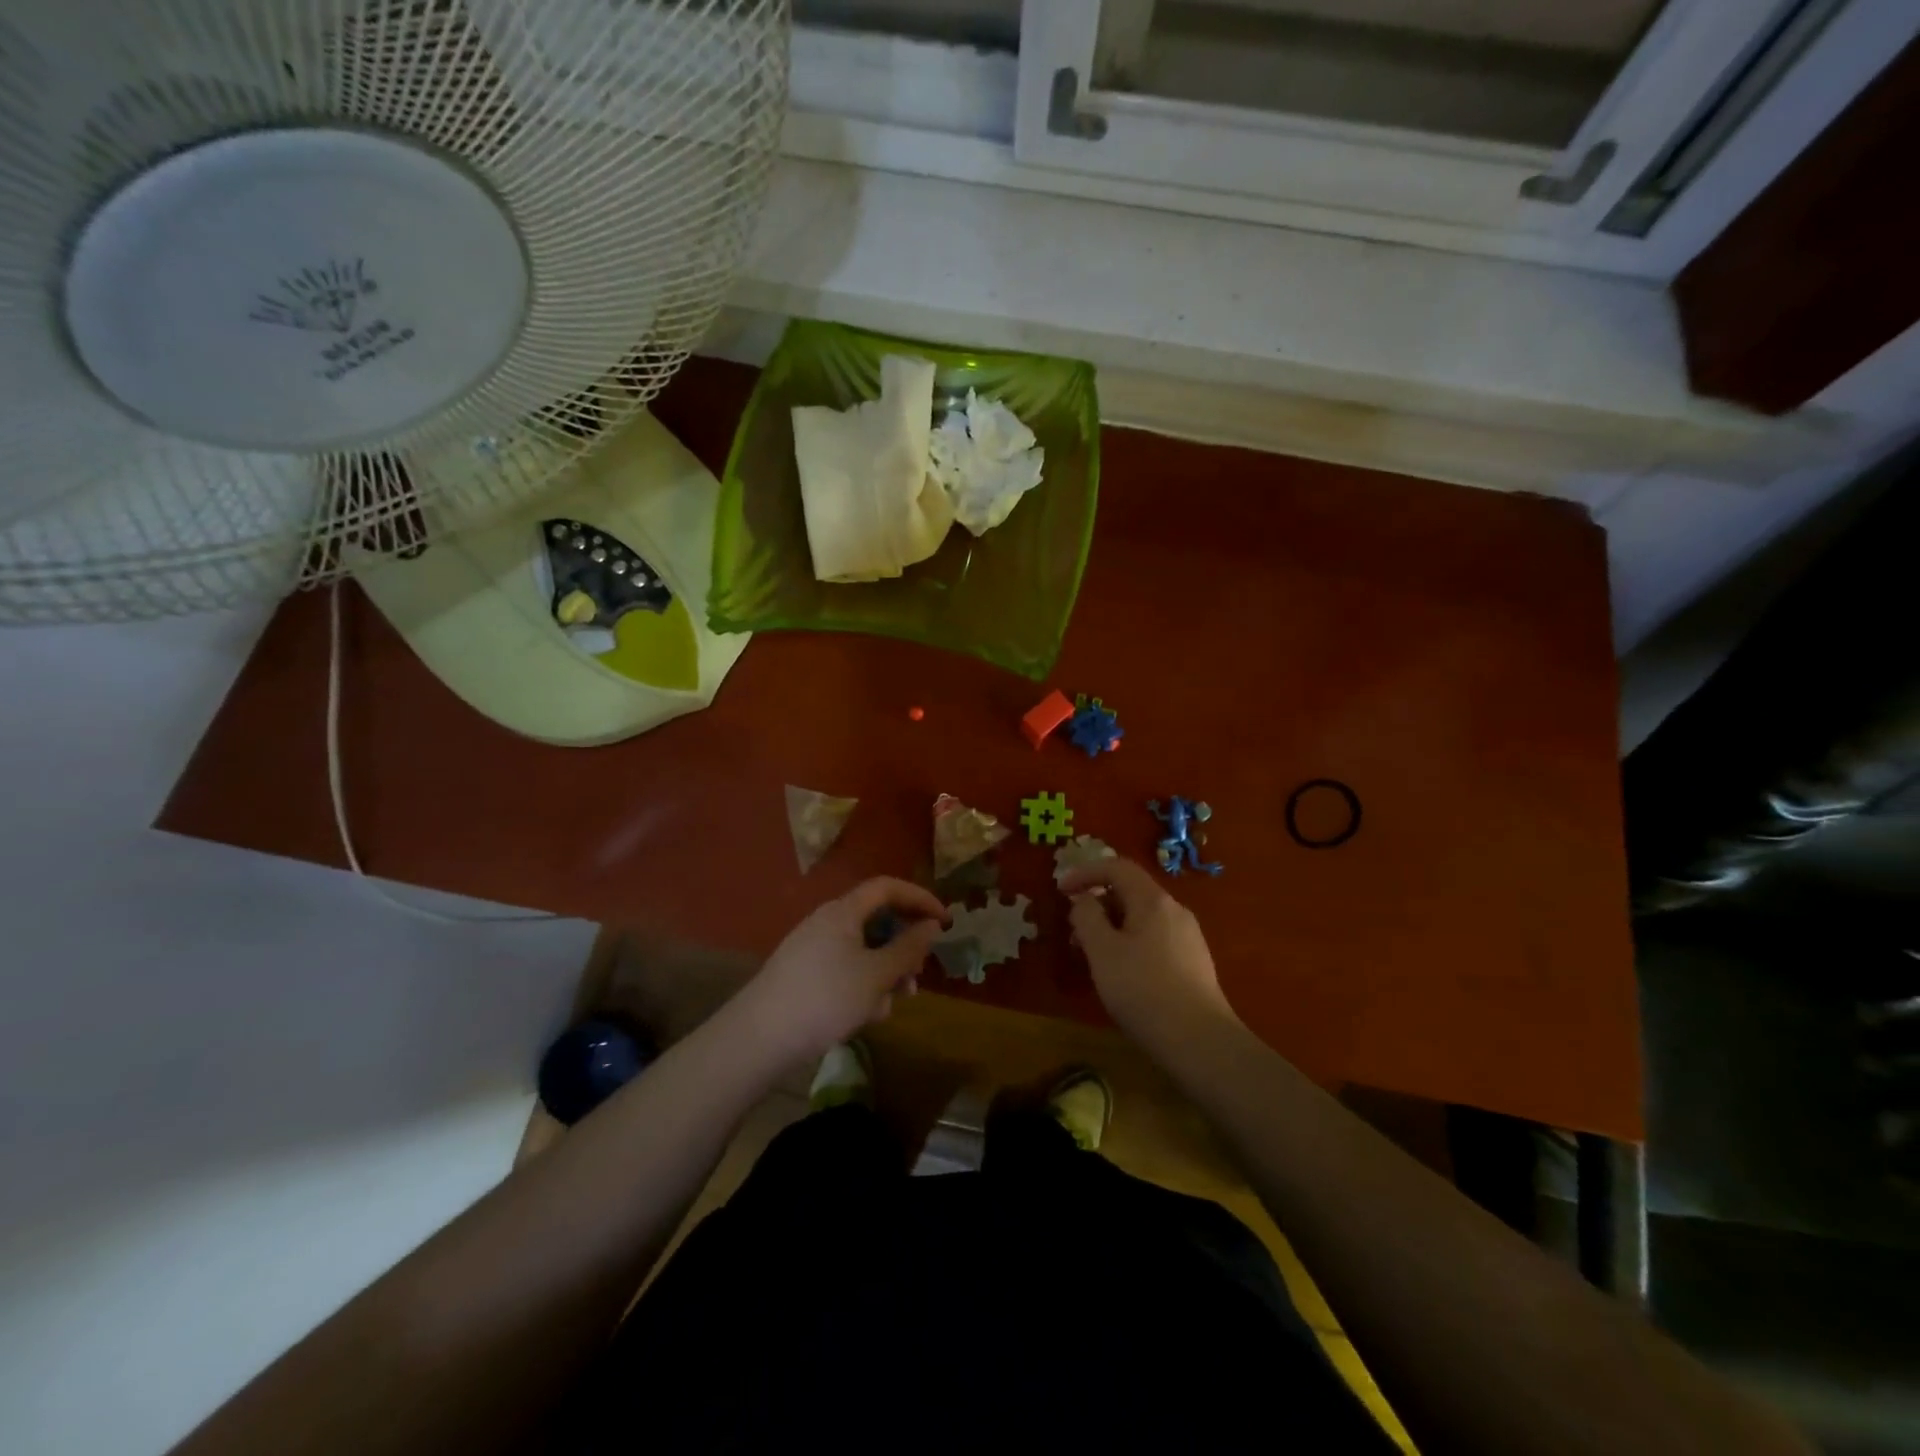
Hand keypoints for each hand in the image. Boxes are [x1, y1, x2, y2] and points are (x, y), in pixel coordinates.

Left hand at [735, 878, 949, 1060]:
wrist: (758, 1038)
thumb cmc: (825, 998)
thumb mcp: (877, 975)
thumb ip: (908, 948)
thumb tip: (931, 925)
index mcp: (843, 911)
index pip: (888, 887)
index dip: (920, 898)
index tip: (945, 922)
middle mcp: (827, 922)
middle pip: (877, 921)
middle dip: (902, 948)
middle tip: (916, 977)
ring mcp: (812, 948)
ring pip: (863, 951)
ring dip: (884, 973)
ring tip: (888, 1007)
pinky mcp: (804, 974)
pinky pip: (845, 969)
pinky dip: (862, 986)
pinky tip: (862, 1017)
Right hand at [1058, 857, 1238, 1047]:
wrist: (1200, 1041)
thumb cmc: (1143, 989)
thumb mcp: (1102, 951)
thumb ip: (1087, 917)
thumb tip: (1084, 900)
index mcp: (1153, 900)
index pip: (1117, 867)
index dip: (1085, 873)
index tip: (1060, 891)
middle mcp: (1175, 910)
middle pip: (1131, 892)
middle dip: (1097, 905)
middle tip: (1073, 934)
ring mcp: (1189, 937)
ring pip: (1142, 918)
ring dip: (1112, 927)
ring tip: (1093, 958)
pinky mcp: (1194, 963)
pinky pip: (1155, 938)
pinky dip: (1130, 943)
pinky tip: (1123, 975)